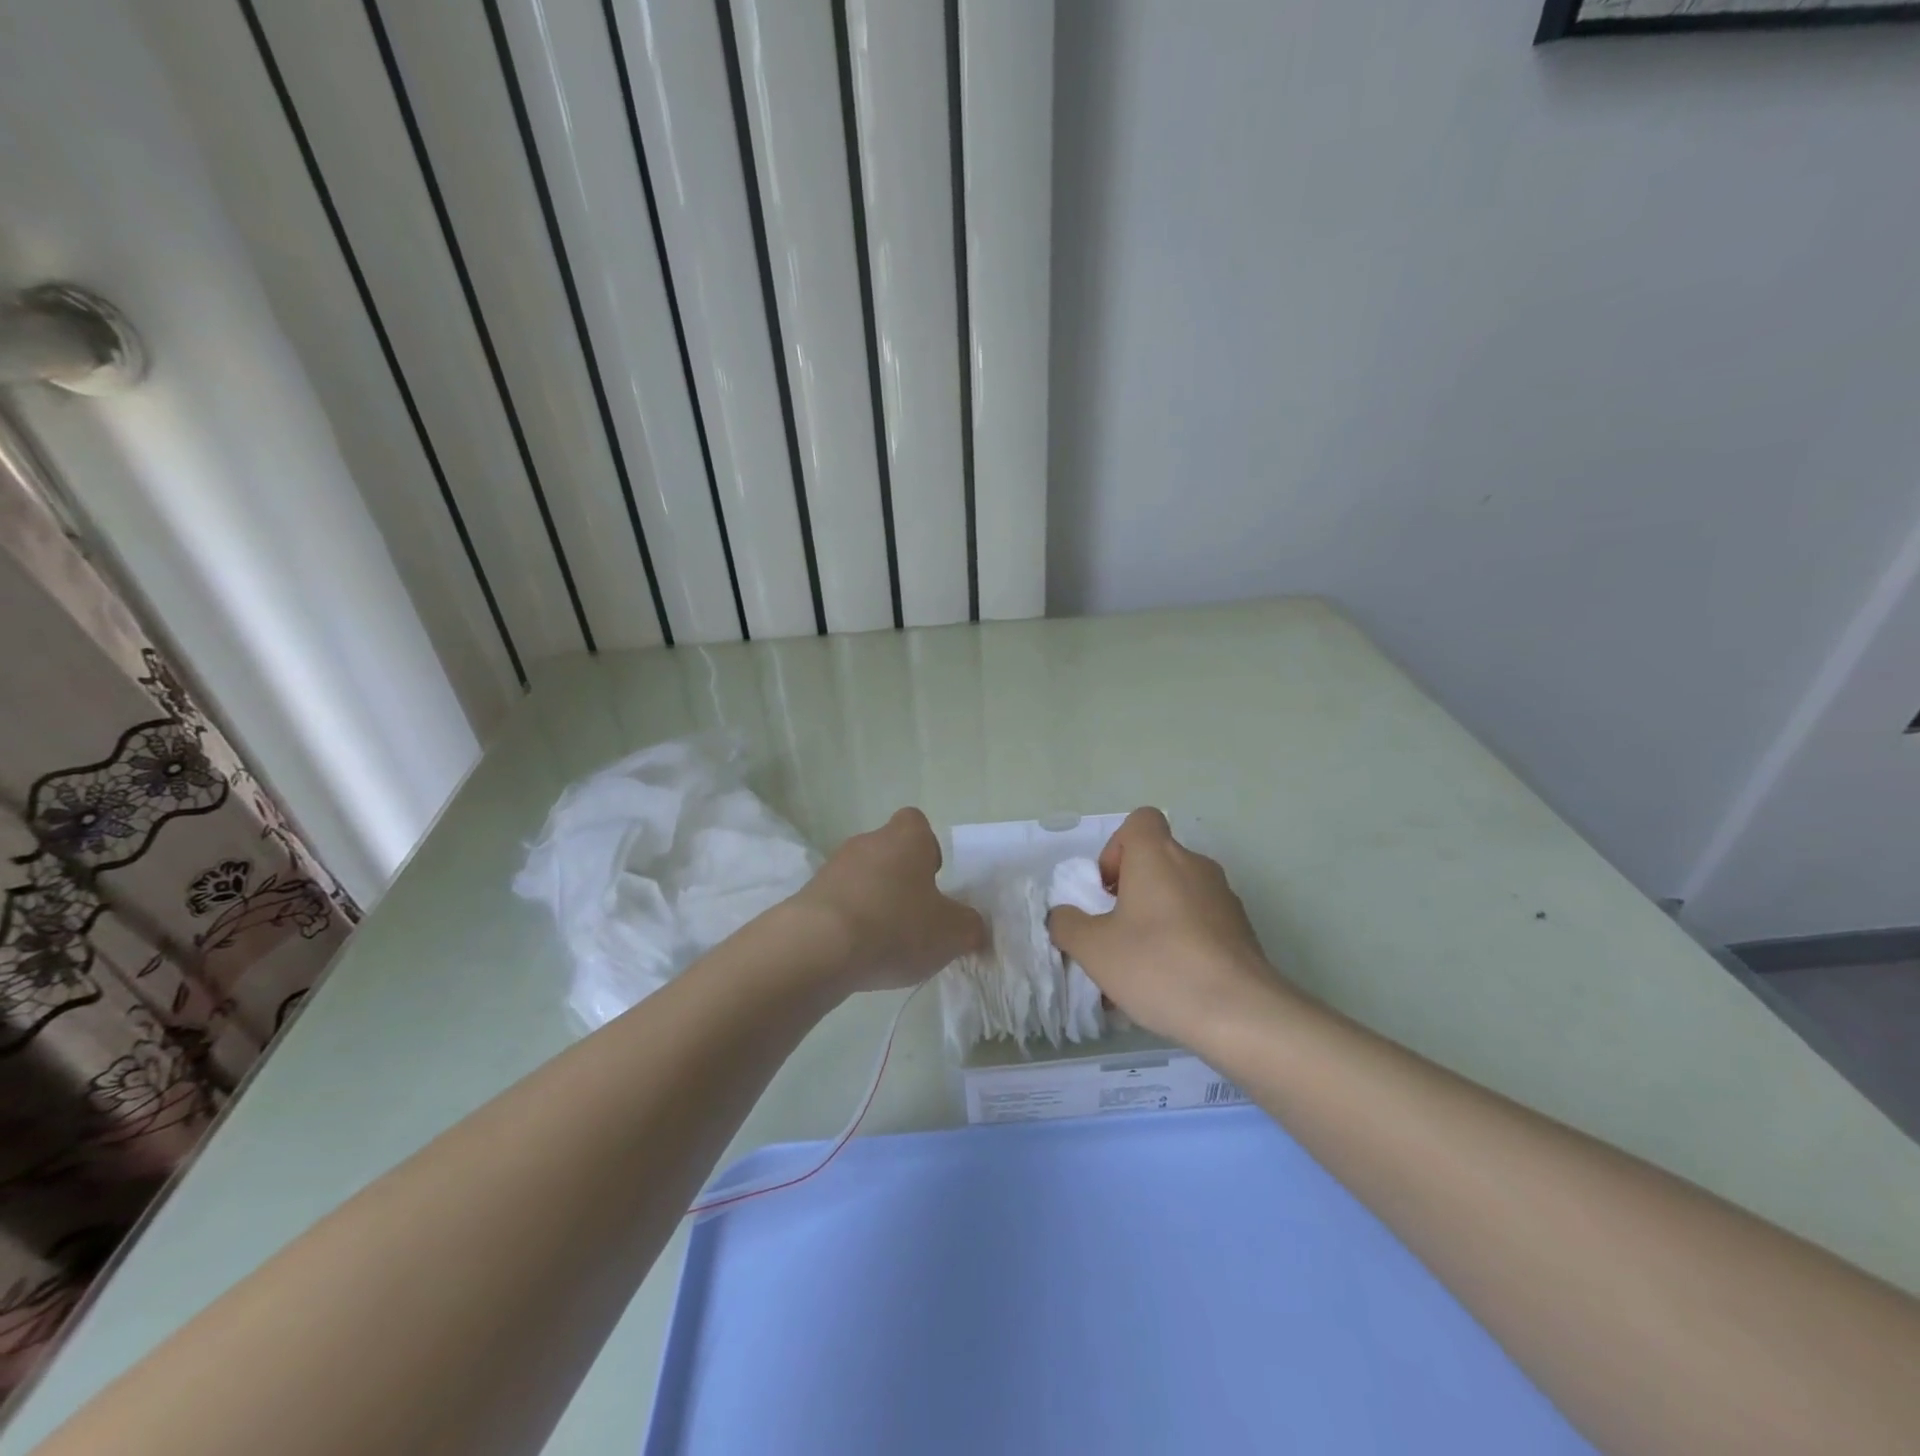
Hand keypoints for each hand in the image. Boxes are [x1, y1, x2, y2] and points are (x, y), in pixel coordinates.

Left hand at [788, 808, 987, 994]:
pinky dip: (848, 923)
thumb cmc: (895, 926)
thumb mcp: (951, 934)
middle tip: (914, 920)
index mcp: (906, 838)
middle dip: (901, 882)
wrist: (817, 948)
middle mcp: (867, 842)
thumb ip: (970, 927)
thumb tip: (973, 927)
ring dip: (873, 903)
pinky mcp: (807, 897)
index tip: (933, 881)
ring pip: (862, 879)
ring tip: (884, 944)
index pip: (917, 824)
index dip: (928, 849)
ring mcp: (832, 868)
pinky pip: (838, 904)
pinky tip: (855, 954)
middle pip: (889, 853)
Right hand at [1048, 808, 1287, 1041]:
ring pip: (1178, 895)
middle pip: (1157, 861)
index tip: (1108, 889)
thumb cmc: (1157, 965)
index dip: (1117, 848)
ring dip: (1156, 919)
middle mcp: (1195, 865)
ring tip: (1140, 967)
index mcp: (1158, 856)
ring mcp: (1224, 898)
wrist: (1240, 1013)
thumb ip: (1067, 924)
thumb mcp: (1092, 948)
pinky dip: (1182, 941)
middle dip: (1132, 891)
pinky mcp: (1242, 931)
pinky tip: (1171, 984)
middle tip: (1116, 932)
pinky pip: (1200, 923)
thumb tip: (1064, 916)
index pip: (1140, 821)